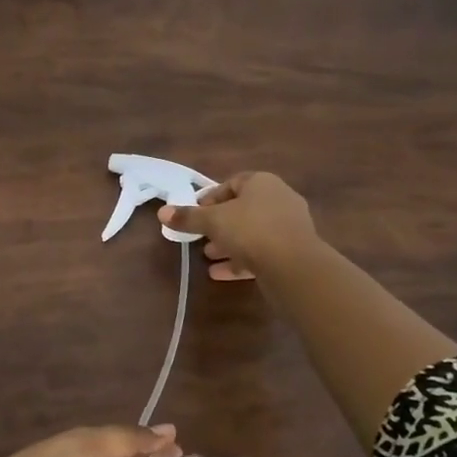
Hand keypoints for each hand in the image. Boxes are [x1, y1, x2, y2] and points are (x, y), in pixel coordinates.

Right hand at [161, 171, 316, 280]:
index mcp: (262, 183)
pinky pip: (262, 252)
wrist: (294, 266)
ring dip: (229, 244)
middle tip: (199, 237)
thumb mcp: (212, 221)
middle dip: (219, 225)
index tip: (195, 214)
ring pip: (252, 232)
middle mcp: (279, 199)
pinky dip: (241, 260)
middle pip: (242, 209)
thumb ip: (188, 217)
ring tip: (208, 256)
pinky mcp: (294, 252)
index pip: (232, 183)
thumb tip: (162, 212)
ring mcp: (289, 226)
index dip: (210, 198)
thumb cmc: (250, 230)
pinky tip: (220, 274)